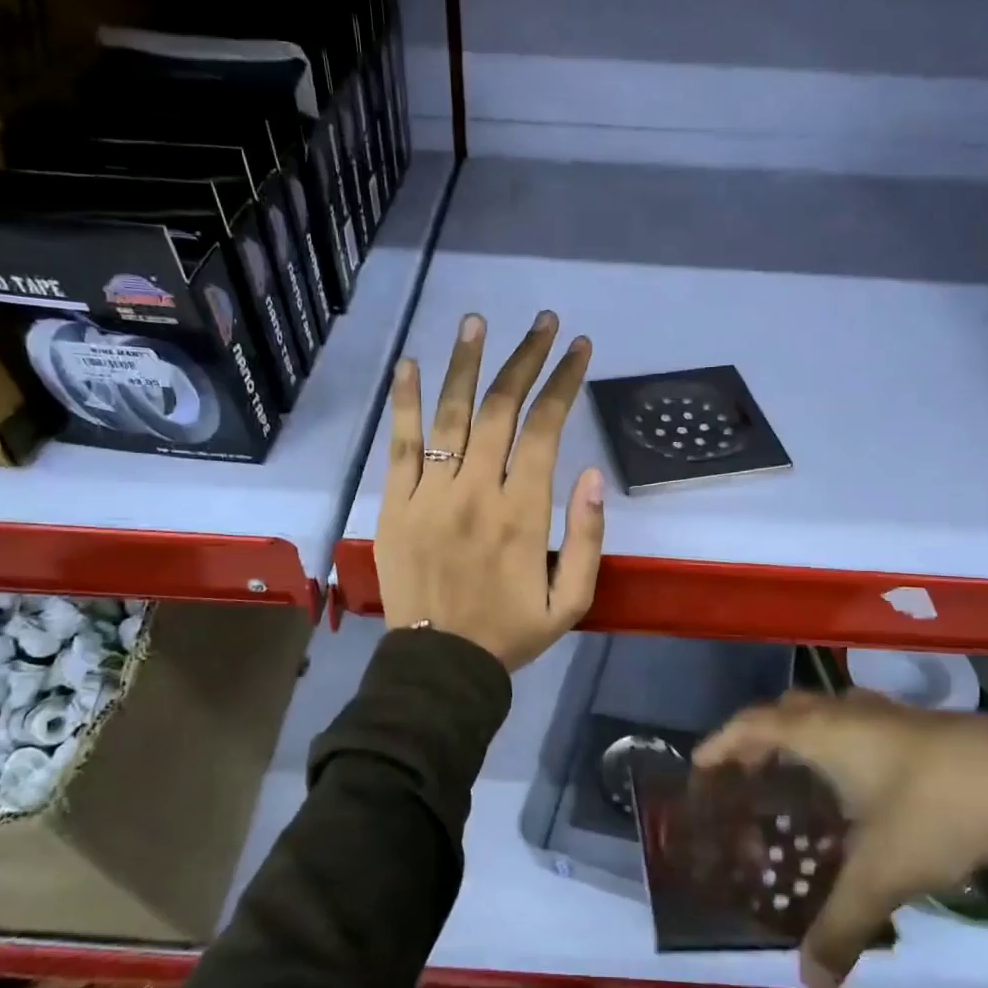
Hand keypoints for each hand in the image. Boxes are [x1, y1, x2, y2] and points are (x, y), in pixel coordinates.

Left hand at [376, 309, 604, 670]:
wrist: (439, 665)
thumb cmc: (510, 632)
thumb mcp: (572, 601)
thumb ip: (588, 538)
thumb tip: (591, 474)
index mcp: (523, 513)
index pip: (546, 430)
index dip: (564, 383)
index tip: (578, 348)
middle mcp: (476, 491)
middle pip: (500, 409)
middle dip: (525, 359)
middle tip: (542, 322)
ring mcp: (430, 494)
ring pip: (450, 415)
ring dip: (465, 364)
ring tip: (477, 322)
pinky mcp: (395, 504)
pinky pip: (400, 445)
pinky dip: (405, 402)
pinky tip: (410, 364)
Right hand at [695, 690, 987, 987]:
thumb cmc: (940, 812)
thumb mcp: (884, 873)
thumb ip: (840, 925)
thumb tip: (808, 981)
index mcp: (823, 733)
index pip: (752, 724)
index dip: (721, 742)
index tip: (699, 766)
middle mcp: (847, 713)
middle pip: (785, 711)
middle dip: (759, 737)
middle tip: (747, 776)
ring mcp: (887, 715)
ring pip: (826, 714)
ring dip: (802, 738)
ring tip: (797, 780)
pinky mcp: (921, 726)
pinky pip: (858, 725)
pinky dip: (841, 745)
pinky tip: (860, 785)